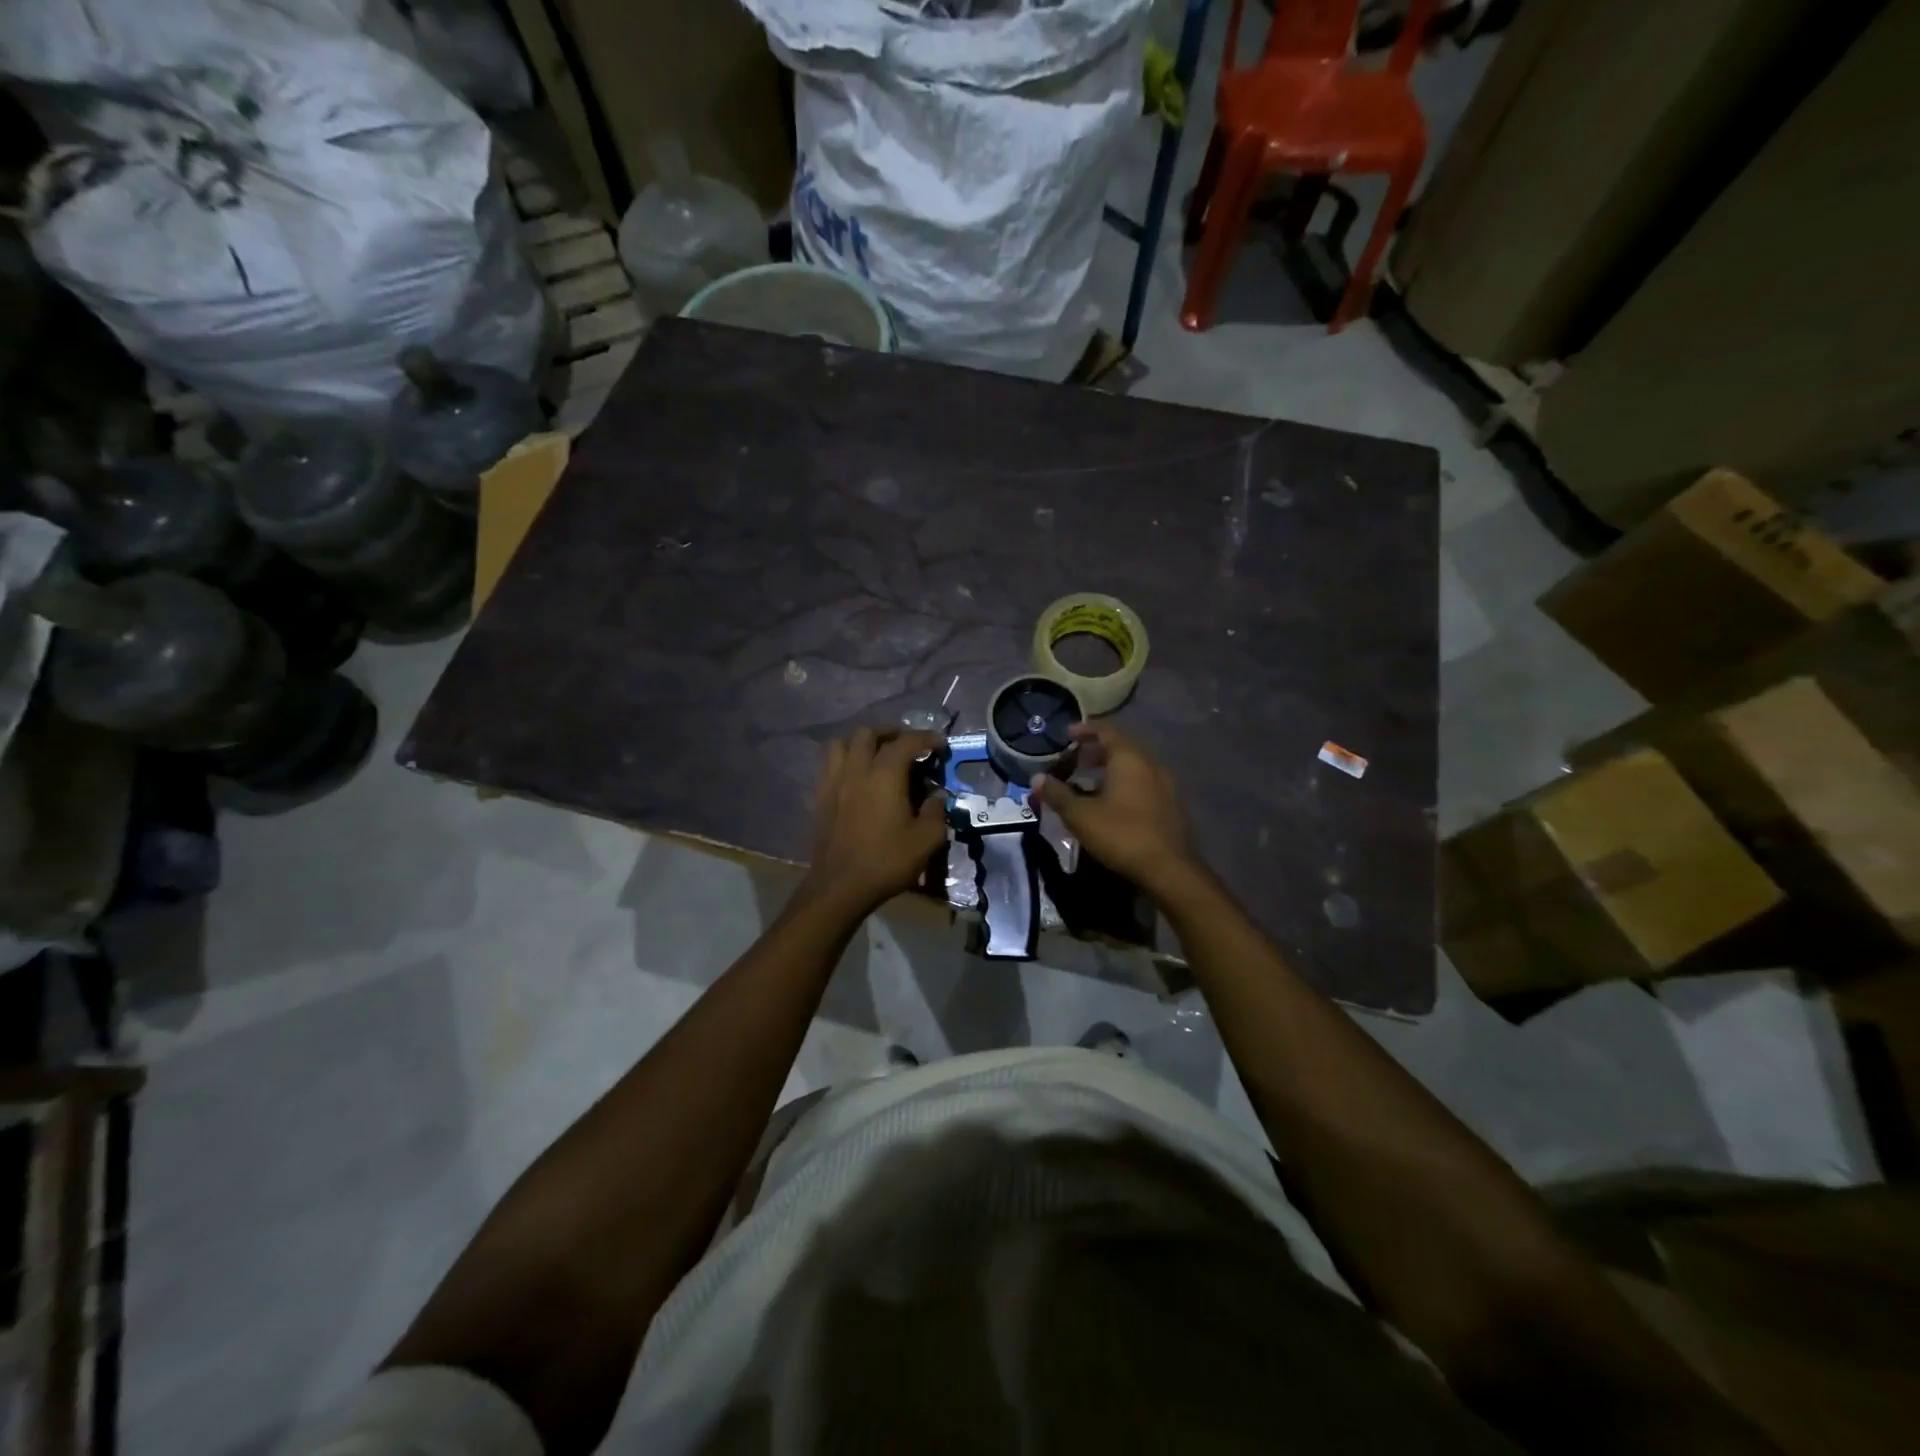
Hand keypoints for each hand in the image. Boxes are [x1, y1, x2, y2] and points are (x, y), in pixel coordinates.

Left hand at [800, 728, 947, 917]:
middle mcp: (856, 769)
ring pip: (842, 743)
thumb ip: (936, 810)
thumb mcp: (927, 839)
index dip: (925, 738)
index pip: (906, 742)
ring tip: (877, 756)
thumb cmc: (886, 861)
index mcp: (885, 774)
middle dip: (890, 733)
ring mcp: (833, 781)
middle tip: (906, 746)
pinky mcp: (820, 797)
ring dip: (861, 743)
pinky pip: (830, 765)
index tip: (939, 744)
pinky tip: (857, 778)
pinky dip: (846, 761)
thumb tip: (936, 795)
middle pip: (868, 733)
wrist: (840, 886)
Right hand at [1029, 722, 1199, 897]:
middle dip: (1096, 751)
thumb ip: (1058, 794)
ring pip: (1134, 766)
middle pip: (1121, 747)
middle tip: (1075, 760)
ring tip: (1089, 782)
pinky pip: (1144, 783)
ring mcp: (1165, 785)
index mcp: (1129, 759)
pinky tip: (1112, 803)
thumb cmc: (1122, 834)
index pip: (1106, 731)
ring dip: (1111, 768)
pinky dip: (1125, 783)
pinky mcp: (1171, 805)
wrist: (1170, 869)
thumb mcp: (1081, 816)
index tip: (1067, 734)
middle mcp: (1150, 764)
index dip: (1085, 730)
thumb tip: (1036, 779)